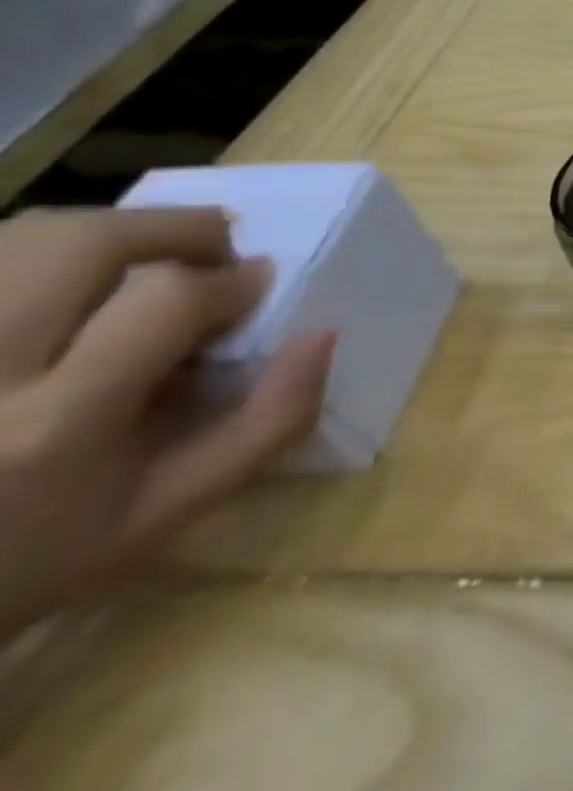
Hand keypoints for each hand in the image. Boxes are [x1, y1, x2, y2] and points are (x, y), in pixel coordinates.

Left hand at [0, 207, 332, 637]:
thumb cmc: (27, 563)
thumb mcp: (163, 514)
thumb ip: (264, 425)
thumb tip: (322, 335)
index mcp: (53, 426)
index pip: (167, 299)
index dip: (229, 278)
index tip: (254, 286)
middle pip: (83, 243)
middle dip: (174, 229)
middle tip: (209, 252)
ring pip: (24, 238)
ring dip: (108, 234)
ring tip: (141, 264)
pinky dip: (44, 258)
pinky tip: (71, 291)